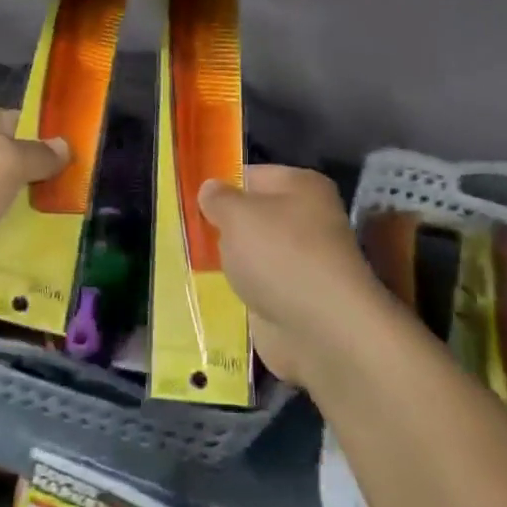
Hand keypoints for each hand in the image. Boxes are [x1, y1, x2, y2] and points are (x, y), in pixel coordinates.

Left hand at [0, 104, 67, 310]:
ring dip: (23, 201)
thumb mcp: (3, 161)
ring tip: (61, 209)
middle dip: (31, 170)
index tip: (68, 151)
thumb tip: (65, 148)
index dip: (35, 132)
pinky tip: (39, 234)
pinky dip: (9, 226)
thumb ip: (38, 152)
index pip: (0, 117)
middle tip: (69, 183)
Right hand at [198, 166, 384, 387]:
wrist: (321, 330)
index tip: (189, 201)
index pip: (251, 175)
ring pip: (252, 253)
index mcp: (301, 187)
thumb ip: (218, 198)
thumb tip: (210, 188)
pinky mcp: (293, 299)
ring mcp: (301, 262)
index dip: (220, 186)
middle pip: (252, 216)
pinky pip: (256, 286)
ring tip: (192, 262)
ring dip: (228, 261)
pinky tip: (211, 292)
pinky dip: (238, 291)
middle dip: (221, 226)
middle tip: (186, 233)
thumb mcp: (237, 215)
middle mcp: (306, 220)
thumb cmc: (279, 255)